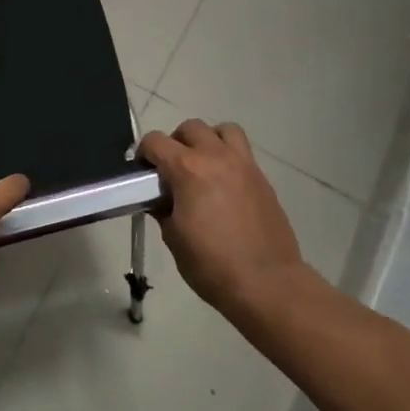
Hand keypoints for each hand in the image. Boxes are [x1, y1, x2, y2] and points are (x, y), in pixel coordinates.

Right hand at [139, 120, 322, 318]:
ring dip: (208, 140)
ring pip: (223, 130)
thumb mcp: (173, 238)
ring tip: (202, 166)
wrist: (266, 283)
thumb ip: (163, 208)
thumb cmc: (211, 264)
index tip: (143, 173)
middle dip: (175, 142)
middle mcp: (215, 157)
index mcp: (187, 169)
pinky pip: (242, 152)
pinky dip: (228, 157)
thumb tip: (161, 198)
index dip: (143, 153)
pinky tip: (224, 186)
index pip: (155, 141)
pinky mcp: (262, 178)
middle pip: (190, 127)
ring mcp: (243, 165)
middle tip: (172, 169)